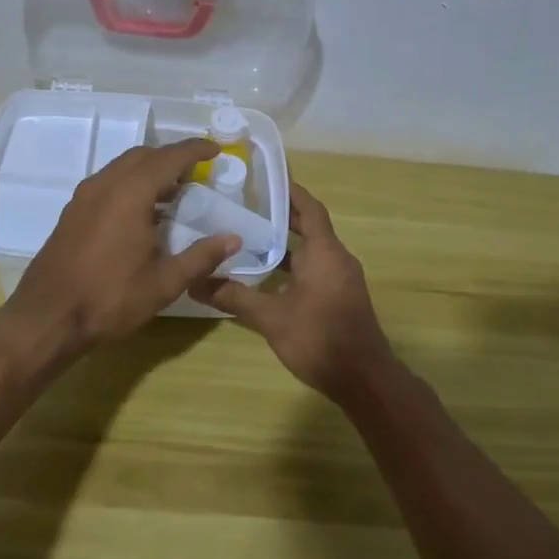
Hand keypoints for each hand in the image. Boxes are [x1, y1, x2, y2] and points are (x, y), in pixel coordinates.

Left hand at [0, 138, 239, 363]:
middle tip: (196, 173)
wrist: (47, 317)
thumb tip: (233, 239)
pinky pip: (107, 183)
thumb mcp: (164, 283)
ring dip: (149, 170)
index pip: (169, 158)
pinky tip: (142, 213)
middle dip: (171, 158)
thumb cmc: (110, 298)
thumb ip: (201, 256)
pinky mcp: (72, 212)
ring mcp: (84, 196)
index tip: (215, 150)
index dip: (195, 150)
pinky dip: (130, 183)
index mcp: (130, 193)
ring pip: (122, 167)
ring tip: (173, 192)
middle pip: (143, 155)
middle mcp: (105, 184)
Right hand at [190, 182, 397, 401]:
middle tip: (248, 204)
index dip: (291, 191)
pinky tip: (267, 274)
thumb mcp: (271, 318)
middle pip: (310, 226)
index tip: (266, 178)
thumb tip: (195, 283)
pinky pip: (316, 267)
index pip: (310, 209)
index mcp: (326, 253)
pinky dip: (293, 263)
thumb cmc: (320, 338)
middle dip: (283, 214)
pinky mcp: (340, 297)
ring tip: (250, 234)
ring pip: (312, 250)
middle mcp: (338, 259)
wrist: (363, 380)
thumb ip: (235, 297)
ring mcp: (342, 279)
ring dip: (286, 241)